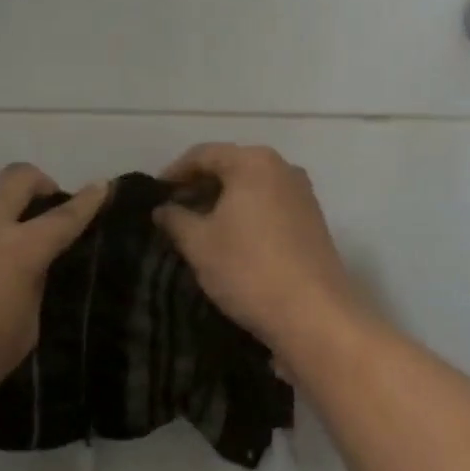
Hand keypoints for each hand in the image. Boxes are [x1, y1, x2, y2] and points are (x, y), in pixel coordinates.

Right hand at [152, 143, 356, 352]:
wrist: (314, 315)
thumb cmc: (249, 270)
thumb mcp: (199, 244)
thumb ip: (176, 219)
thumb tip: (162, 209)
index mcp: (253, 162)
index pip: (203, 155)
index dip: (174, 173)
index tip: (154, 195)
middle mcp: (282, 167)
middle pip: (230, 166)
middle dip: (199, 186)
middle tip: (172, 212)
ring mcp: (302, 193)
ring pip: (251, 187)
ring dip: (222, 201)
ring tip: (197, 227)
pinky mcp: (312, 220)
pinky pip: (269, 204)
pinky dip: (245, 213)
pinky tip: (230, 239)